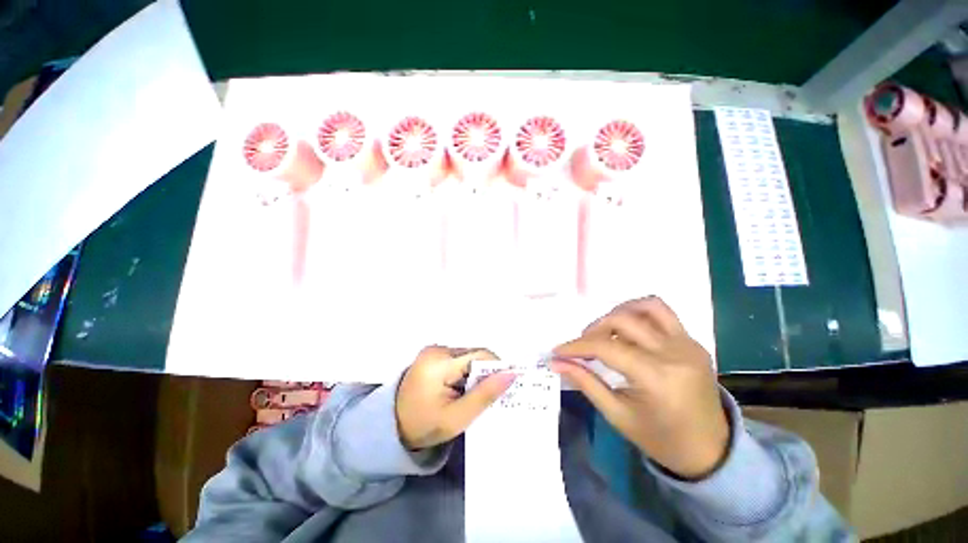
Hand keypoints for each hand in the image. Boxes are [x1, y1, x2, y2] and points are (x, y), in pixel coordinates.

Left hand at [396, 346, 515, 450]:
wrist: (391, 427)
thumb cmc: (423, 426)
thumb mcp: (457, 417)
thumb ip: (485, 395)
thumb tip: (511, 374)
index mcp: (440, 363)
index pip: (479, 356)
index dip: (497, 368)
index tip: (507, 385)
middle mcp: (437, 349)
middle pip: (474, 355)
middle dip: (485, 374)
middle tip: (491, 396)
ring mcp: (434, 351)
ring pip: (468, 357)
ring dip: (475, 374)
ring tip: (475, 395)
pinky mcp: (433, 355)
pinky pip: (458, 359)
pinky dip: (465, 372)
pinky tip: (463, 389)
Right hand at [552, 297, 728, 478]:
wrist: (711, 450)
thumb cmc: (661, 439)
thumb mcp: (618, 415)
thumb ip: (586, 383)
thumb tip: (557, 362)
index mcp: (657, 378)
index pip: (606, 347)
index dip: (576, 346)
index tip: (558, 350)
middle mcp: (675, 353)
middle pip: (623, 320)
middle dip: (594, 329)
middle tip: (583, 346)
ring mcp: (688, 344)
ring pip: (647, 306)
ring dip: (618, 313)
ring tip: (606, 332)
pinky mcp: (693, 341)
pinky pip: (662, 313)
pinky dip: (638, 314)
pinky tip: (628, 331)